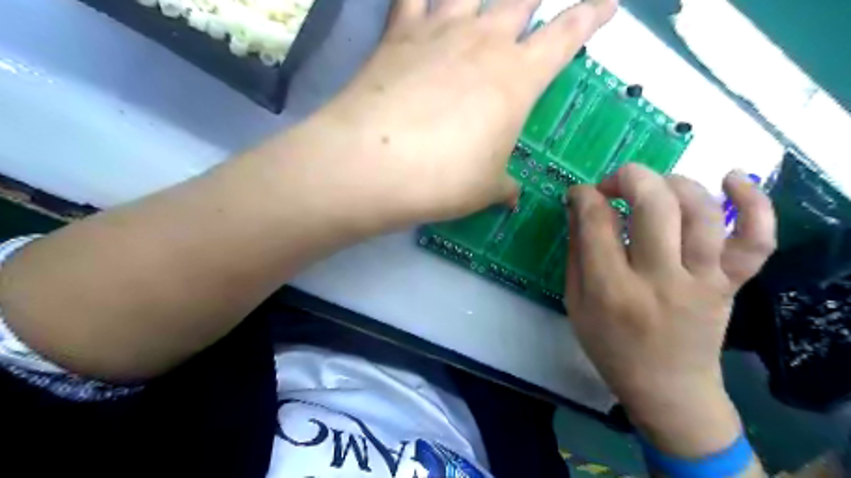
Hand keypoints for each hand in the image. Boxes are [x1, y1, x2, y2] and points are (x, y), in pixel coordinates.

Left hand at [293, 0, 619, 221]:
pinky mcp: (399, 33)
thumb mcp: (485, 188)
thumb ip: (503, 187)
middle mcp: (485, 41)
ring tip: (486, 0)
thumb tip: (512, 196)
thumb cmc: (444, 179)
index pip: (567, 36)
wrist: (376, 163)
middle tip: (538, 1)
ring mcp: (441, 30)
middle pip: (521, 1)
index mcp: (518, 78)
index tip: (607, 3)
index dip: (591, 17)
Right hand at [563, 165, 776, 459]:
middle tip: (614, 184)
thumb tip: (579, 206)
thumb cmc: (611, 346)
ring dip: (673, 183)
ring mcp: (703, 281)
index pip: (597, 222)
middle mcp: (660, 280)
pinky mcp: (731, 284)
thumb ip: (577, 253)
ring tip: (654, 186)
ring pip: (700, 212)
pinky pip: (756, 240)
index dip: (585, 195)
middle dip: (628, 177)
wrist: (668, 387)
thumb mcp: (576, 303)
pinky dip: (755, 204)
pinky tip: (733, 179)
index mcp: (611, 290)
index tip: (580, 193)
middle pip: (654, 206)